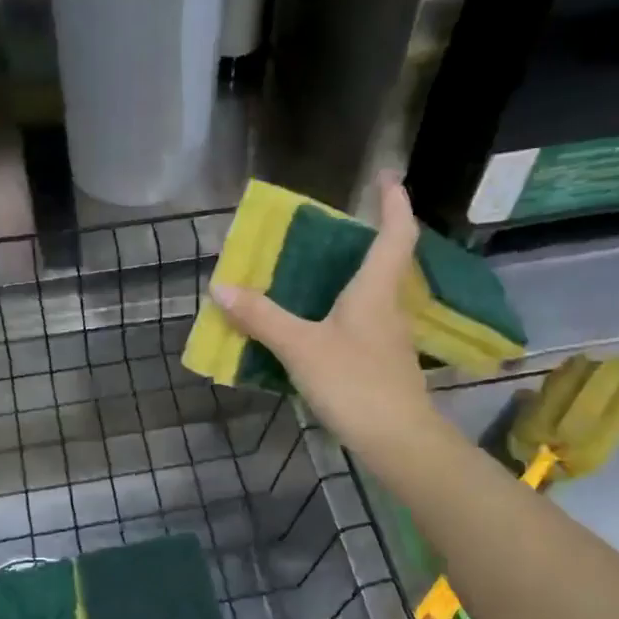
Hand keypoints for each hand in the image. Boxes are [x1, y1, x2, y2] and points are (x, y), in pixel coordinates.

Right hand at [211, 172, 437, 469]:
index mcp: (375, 291)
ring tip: (312, 276)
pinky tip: (315, 329)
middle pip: (384, 264)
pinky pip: (360, 326)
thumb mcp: (301, 347)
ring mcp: (388, 339)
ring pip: (371, 297)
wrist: (397, 441)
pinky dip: (340, 316)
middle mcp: (388, 308)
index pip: (396, 234)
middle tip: (328, 232)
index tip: (387, 177)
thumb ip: (262, 317)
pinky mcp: (382, 365)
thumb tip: (221, 287)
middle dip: (364, 241)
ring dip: (349, 280)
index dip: (394, 202)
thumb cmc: (355, 383)